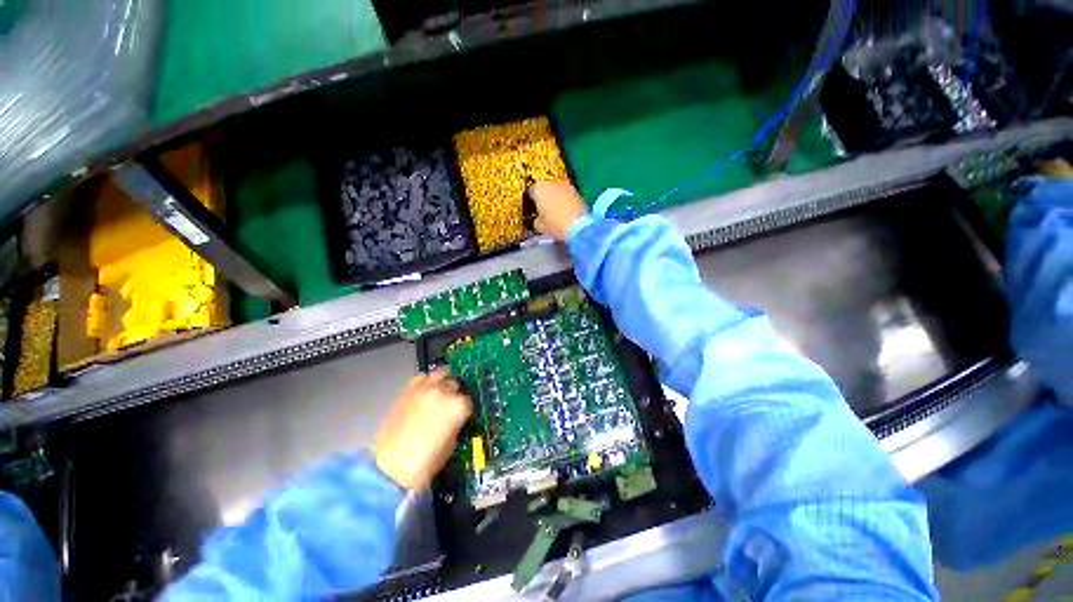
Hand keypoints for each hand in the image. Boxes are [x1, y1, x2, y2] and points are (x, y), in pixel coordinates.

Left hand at [373, 370, 472, 490]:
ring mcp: (425, 388)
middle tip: (450, 405)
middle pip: (455, 384)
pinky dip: (426, 383)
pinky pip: (421, 378)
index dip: (466, 410)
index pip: (469, 401)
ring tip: (439, 393)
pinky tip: (424, 393)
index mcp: (458, 406)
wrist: (391, 468)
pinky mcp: (407, 390)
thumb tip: (456, 418)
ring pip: (441, 374)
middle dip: (455, 394)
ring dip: (443, 382)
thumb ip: (456, 423)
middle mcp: (444, 392)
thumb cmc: (426, 462)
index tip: (462, 416)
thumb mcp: (452, 444)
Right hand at [529, 180, 586, 241]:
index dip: (532, 200)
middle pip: (545, 188)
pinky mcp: (576, 190)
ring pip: (557, 189)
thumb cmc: (555, 225)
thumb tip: (538, 219)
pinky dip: (565, 199)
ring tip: (556, 209)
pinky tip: (566, 210)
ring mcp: (565, 185)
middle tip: (545, 209)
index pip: (531, 191)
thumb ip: (537, 219)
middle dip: (545, 196)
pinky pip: (567, 194)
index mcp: (538, 190)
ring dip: (556, 196)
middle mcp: (551, 183)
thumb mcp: (540, 226)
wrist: (579, 226)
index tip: (534, 207)